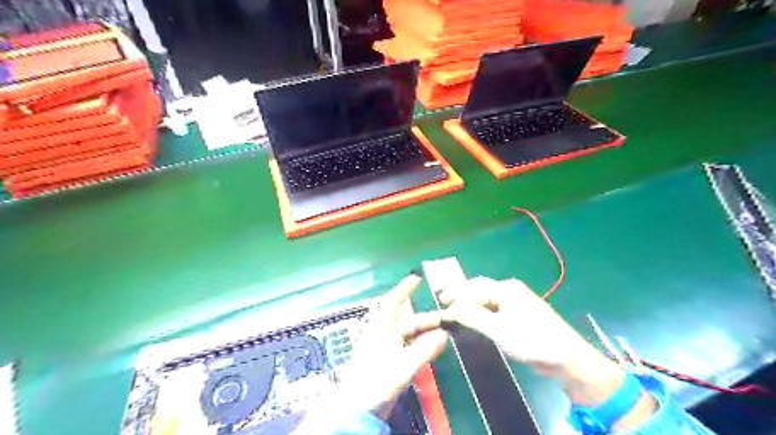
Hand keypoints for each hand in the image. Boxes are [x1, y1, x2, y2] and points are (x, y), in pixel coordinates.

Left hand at [340, 273, 448, 419]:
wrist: (356, 410)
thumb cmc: (376, 382)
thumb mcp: (403, 366)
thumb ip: (424, 350)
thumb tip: (444, 335)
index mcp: (381, 328)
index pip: (393, 301)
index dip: (404, 288)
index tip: (417, 279)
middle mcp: (381, 334)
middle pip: (405, 320)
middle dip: (425, 318)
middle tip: (446, 319)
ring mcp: (382, 348)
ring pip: (406, 334)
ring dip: (423, 333)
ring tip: (443, 335)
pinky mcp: (384, 360)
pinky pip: (404, 346)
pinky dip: (418, 344)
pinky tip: (429, 349)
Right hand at [443, 277, 621, 404]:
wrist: (568, 359)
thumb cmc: (533, 341)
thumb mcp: (499, 330)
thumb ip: (474, 317)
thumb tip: (451, 309)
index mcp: (506, 289)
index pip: (474, 288)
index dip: (456, 297)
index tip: (442, 309)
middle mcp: (510, 290)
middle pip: (479, 287)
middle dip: (461, 293)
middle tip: (443, 301)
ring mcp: (516, 301)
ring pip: (486, 297)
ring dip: (470, 301)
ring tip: (454, 308)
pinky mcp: (520, 313)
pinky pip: (494, 306)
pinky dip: (480, 309)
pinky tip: (474, 316)